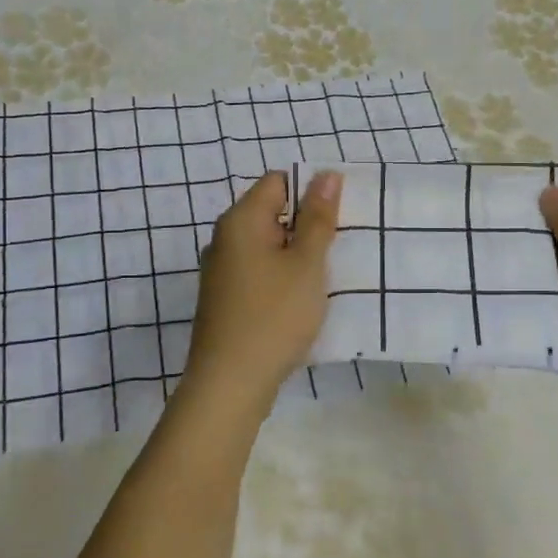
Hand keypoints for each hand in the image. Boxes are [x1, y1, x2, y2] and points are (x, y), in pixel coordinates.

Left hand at [184, 170, 341, 408]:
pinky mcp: (223, 299)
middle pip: (271, 213)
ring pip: (266, 246)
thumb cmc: (274, 316)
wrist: (230, 383)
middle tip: (336, 250)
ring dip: (295, 255)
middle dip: (306, 226)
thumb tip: (326, 174)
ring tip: (323, 277)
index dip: (310, 192)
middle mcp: (223, 239)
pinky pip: (258, 272)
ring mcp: (220, 271)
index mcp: (240, 221)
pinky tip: (299, 301)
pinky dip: (280, 278)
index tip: (337, 219)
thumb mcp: (306, 264)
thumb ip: (317, 218)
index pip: (278, 181)